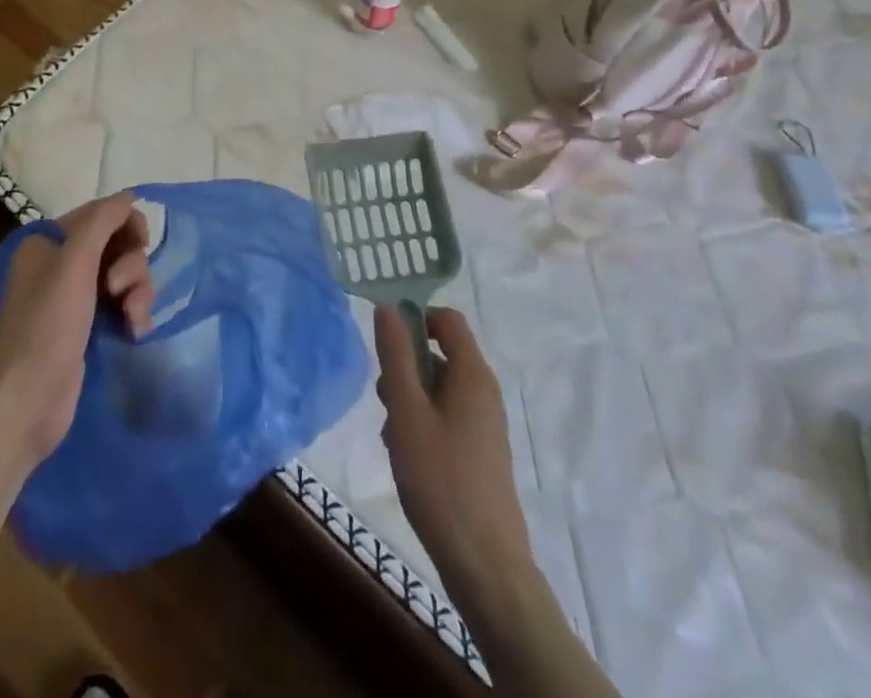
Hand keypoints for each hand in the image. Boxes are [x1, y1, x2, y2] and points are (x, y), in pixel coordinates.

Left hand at [0, 192, 153, 472]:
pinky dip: (133, 312)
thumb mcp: (74, 262)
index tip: (141, 245)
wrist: (27, 401)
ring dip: (138, 292)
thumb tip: (129, 195)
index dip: (127, 225)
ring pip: (125, 275)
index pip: (101, 214)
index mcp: (49, 241)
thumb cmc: (47, 324)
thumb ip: (103, 221)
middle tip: (122, 291)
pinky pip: (123, 304)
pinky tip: (135, 332)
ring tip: (134, 319)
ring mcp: (75, 297)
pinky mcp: (88, 327)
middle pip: (118, 244)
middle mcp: (60, 263)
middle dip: (132, 265)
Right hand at [375, 306, 531, 589]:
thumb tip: (388, 307)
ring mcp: (484, 424)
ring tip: (393, 436)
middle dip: (406, 368)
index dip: (416, 319)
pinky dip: (422, 425)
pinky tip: (406, 457)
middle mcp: (484, 391)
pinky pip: (445, 418)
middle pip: (439, 355)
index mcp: (472, 374)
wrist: (484, 564)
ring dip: (409, 401)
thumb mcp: (407, 411)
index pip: (447, 319)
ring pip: (438, 389)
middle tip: (385, 401)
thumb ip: (396, 356)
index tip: (386, 344)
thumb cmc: (441, 479)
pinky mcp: (479, 452)